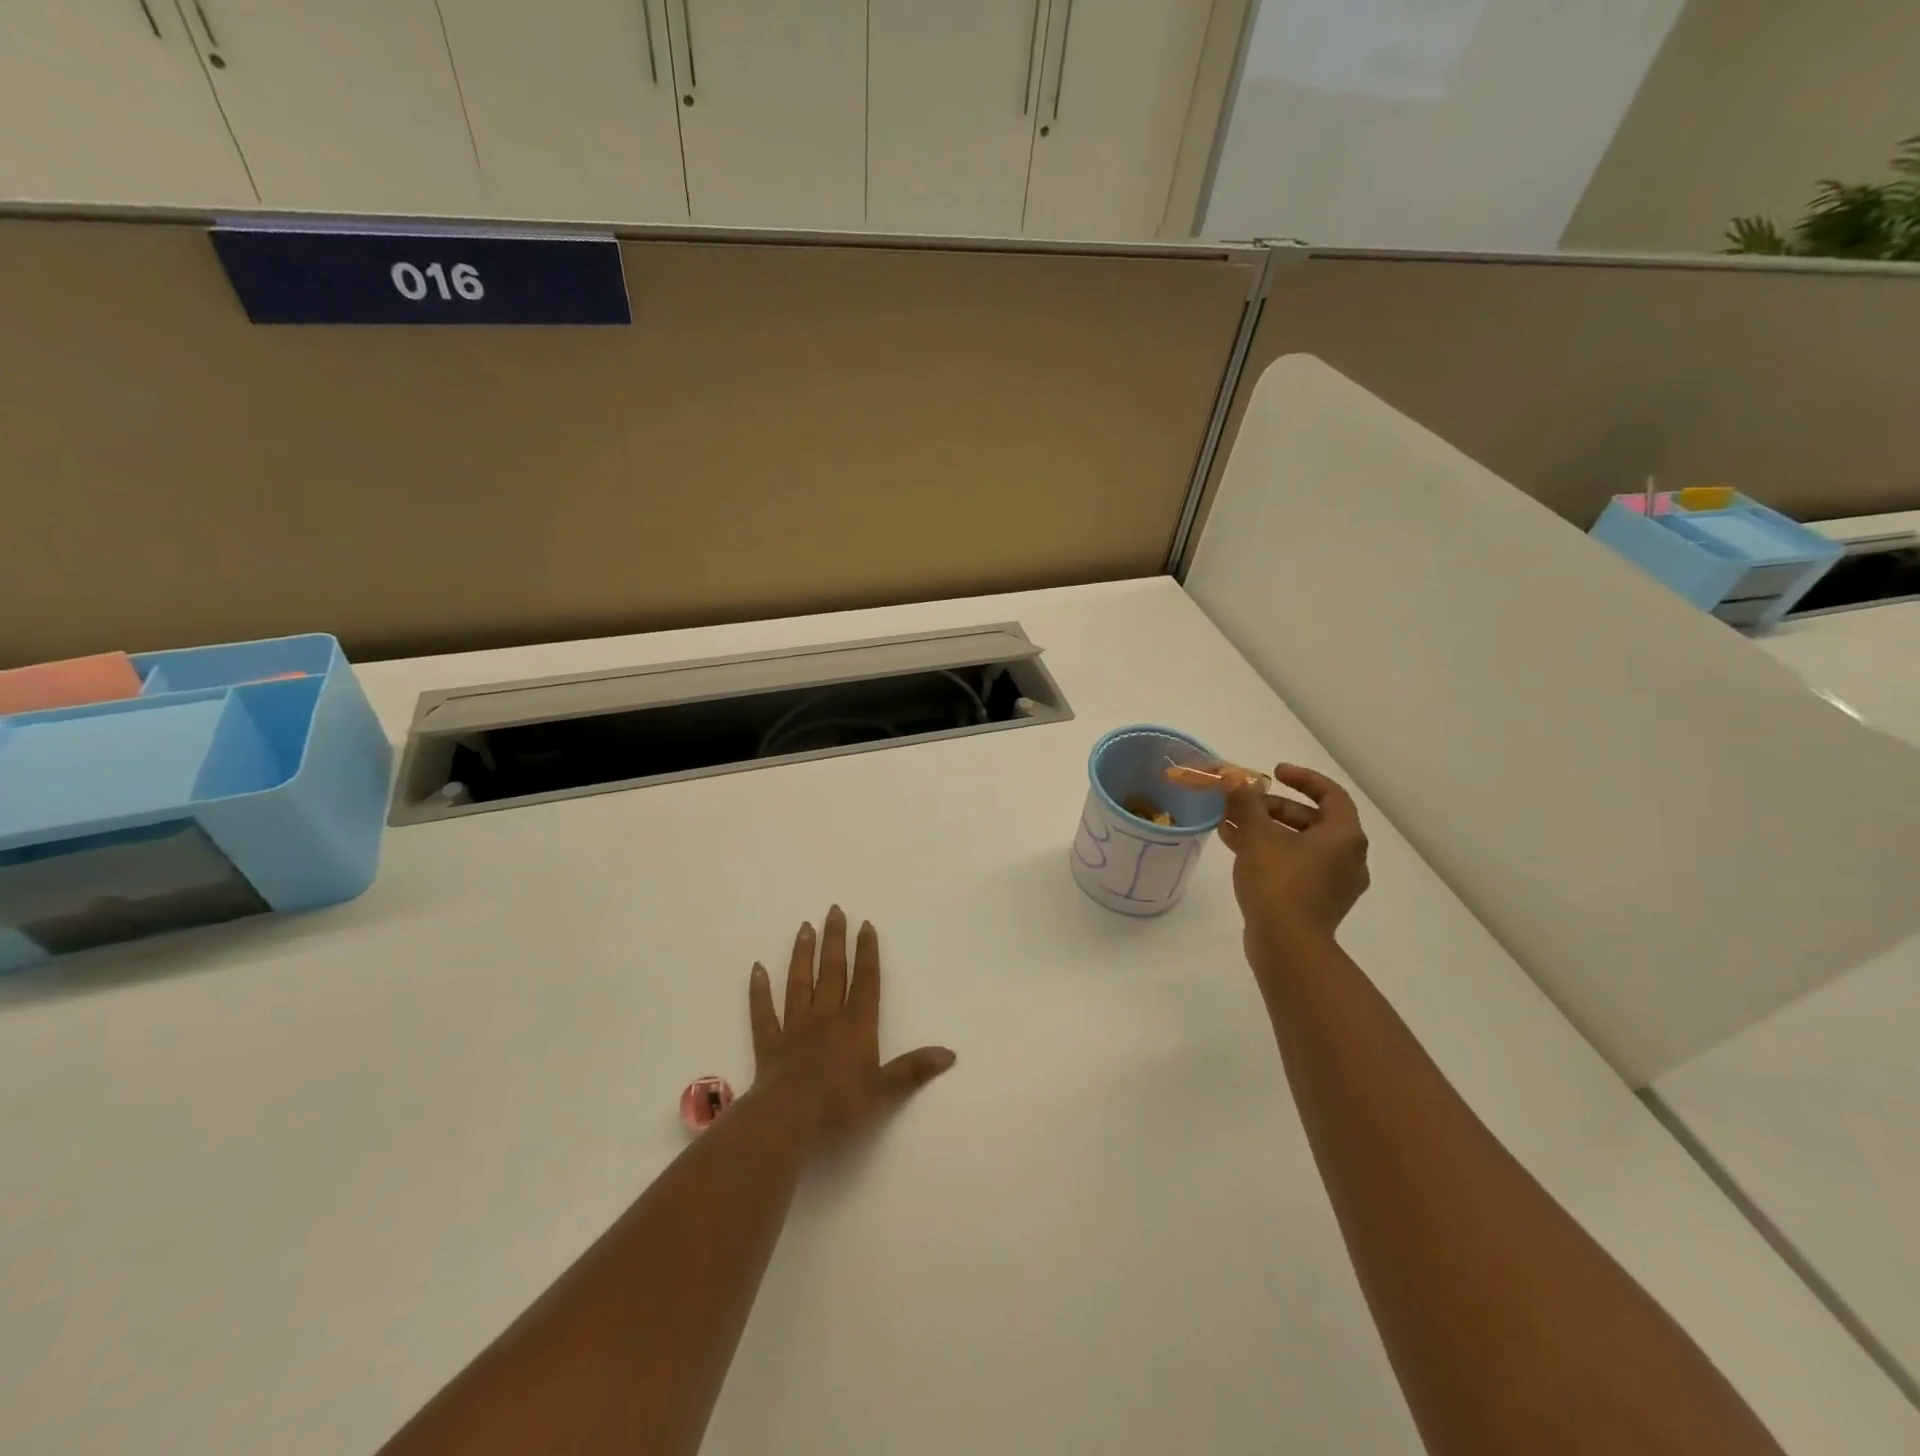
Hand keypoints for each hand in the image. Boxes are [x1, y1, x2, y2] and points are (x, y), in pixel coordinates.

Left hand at [747, 906, 955, 1153]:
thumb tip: (949, 1053)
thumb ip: (914, 1069)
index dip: (867, 952)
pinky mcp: (769, 1044)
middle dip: (835, 940)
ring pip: (799, 983)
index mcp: (856, 1025)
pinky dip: (759, 991)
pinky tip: (757, 969)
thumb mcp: (885, 1092)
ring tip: (805, 927)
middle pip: (832, 972)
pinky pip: (763, 1012)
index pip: (865, 981)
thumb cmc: (840, 1106)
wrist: (787, 1121)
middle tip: (834, 910)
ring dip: (803, 954)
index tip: (865, 925)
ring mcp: (794, 1028)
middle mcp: (826, 1017)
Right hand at [1219, 763, 1370, 959]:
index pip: (1330, 794)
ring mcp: (1335, 883)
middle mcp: (1348, 857)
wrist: (1287, 945)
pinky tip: (1237, 849)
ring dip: (1266, 830)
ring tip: (1229, 824)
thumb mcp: (1257, 835)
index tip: (1274, 772)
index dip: (1302, 778)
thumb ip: (1245, 802)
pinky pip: (1296, 866)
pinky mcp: (1318, 902)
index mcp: (1344, 836)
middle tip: (1243, 803)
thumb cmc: (1278, 882)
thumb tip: (1232, 777)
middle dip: (1273, 807)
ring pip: (1299, 844)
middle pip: (1311, 819)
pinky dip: (1271, 853)